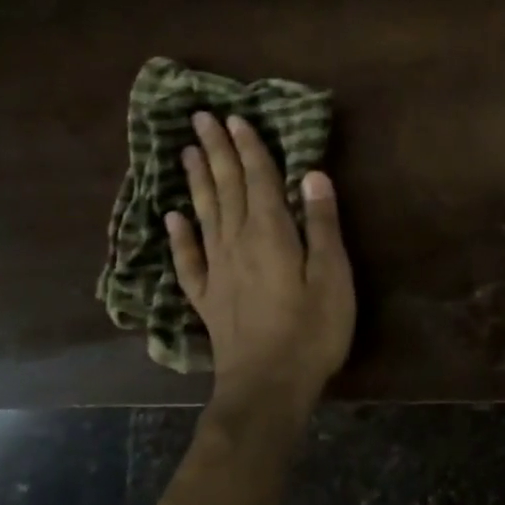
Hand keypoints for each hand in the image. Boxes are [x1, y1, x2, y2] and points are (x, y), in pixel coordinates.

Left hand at [166, 112, 354, 403]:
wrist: (267, 387)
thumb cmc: (311, 331)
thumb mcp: (332, 276)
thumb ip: (321, 224)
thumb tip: (312, 175)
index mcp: (271, 233)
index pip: (257, 178)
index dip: (248, 147)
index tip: (234, 118)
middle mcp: (237, 242)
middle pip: (226, 187)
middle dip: (215, 151)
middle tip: (200, 118)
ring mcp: (217, 270)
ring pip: (204, 213)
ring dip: (197, 180)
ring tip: (185, 152)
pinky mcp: (207, 297)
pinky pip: (188, 259)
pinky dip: (179, 235)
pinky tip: (172, 217)